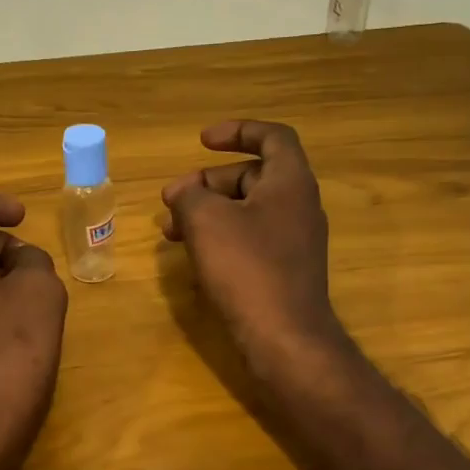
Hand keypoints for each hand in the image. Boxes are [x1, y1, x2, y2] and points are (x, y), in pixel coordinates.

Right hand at [161, 120, 346, 373]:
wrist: (284, 337)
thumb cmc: (247, 268)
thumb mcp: (207, 221)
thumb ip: (190, 195)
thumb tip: (183, 192)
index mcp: (290, 182)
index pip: (272, 137)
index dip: (237, 131)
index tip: (202, 141)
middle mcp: (299, 206)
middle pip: (252, 176)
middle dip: (208, 182)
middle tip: (171, 199)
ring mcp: (294, 241)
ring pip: (246, 211)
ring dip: (208, 213)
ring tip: (170, 231)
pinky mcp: (284, 271)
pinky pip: (250, 240)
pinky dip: (221, 238)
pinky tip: (193, 255)